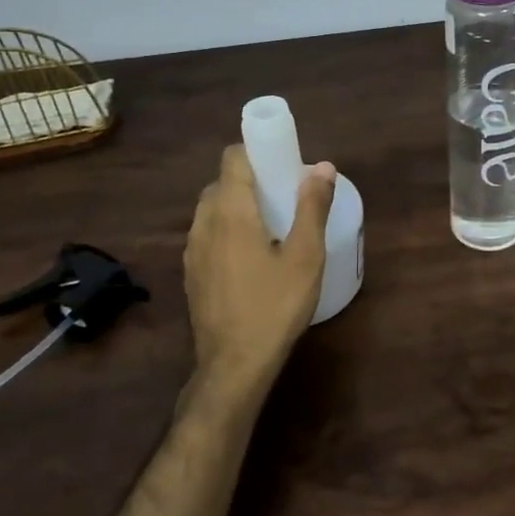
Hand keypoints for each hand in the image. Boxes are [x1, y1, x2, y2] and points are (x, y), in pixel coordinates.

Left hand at [184, 145, 335, 401]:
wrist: (234, 364)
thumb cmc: (275, 306)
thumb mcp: (305, 256)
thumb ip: (312, 207)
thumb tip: (322, 167)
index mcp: (230, 211)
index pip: (233, 158)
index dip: (257, 151)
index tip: (284, 163)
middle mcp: (204, 222)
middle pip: (223, 182)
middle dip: (252, 179)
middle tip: (285, 196)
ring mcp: (193, 249)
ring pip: (213, 209)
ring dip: (238, 206)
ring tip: (271, 226)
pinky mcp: (192, 272)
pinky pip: (208, 234)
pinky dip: (228, 230)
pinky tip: (252, 257)